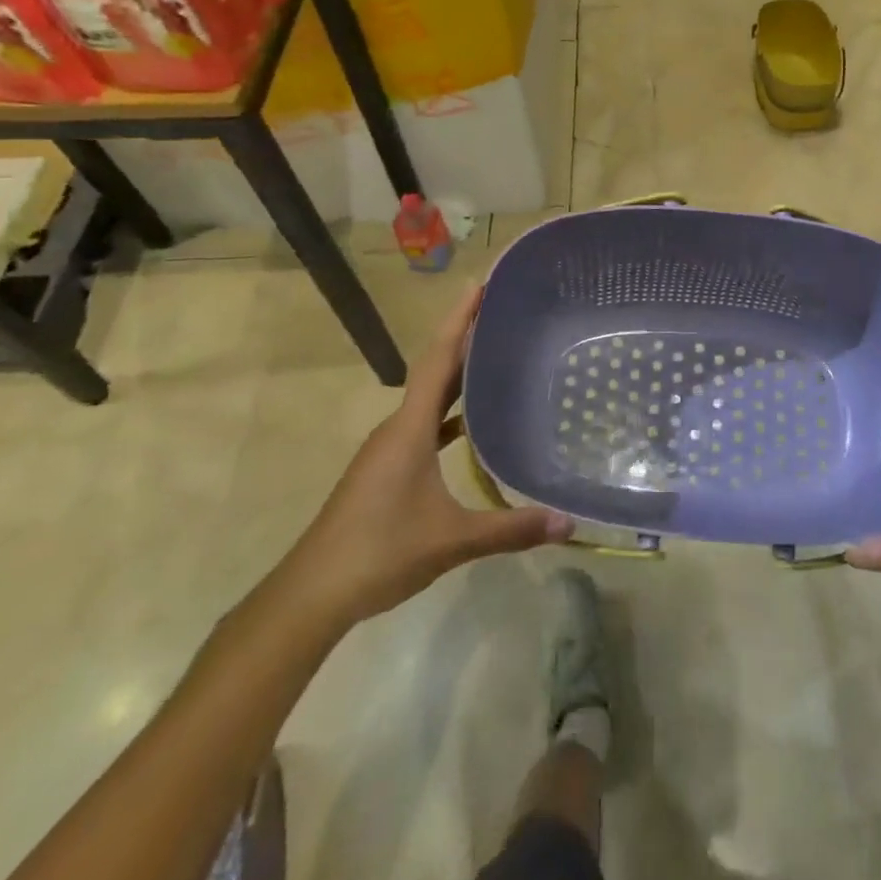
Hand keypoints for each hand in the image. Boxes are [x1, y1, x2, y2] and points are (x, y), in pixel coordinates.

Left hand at [277, 283, 572, 630]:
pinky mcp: (386, 467)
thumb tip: (569, 523)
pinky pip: (423, 421)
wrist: (311, 594)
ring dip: (457, 371)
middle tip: (501, 310)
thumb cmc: (379, 553)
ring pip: (428, 395)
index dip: (458, 320)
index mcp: (409, 428)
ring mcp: (388, 448)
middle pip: (434, 368)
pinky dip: (448, 410)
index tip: (480, 285)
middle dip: (464, 336)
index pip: (438, 360)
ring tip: (494, 353)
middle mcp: (397, 427)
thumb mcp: (451, 541)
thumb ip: (510, 530)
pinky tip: (470, 421)